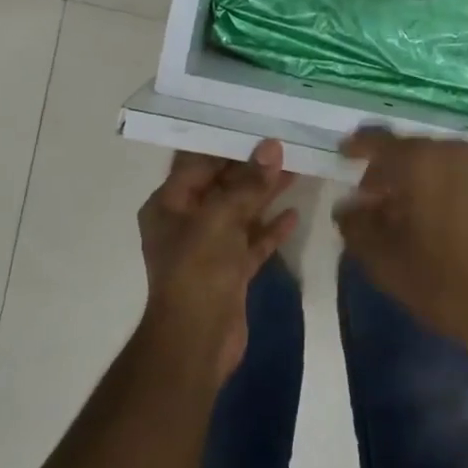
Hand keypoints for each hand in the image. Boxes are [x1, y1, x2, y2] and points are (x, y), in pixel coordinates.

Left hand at [137, 140, 297, 379]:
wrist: (197, 342)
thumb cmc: (198, 271)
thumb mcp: (221, 219)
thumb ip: (248, 183)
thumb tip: (272, 147)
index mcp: (169, 205)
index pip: (198, 164)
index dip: (228, 145)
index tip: (258, 125)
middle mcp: (186, 222)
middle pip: (222, 185)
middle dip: (253, 167)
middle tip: (286, 143)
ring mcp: (209, 247)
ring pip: (241, 211)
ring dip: (266, 193)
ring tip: (298, 169)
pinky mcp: (230, 270)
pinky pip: (252, 241)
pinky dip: (270, 228)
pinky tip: (294, 214)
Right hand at [334, 128, 467, 362]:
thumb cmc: (452, 286)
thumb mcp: (388, 265)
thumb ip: (357, 228)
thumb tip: (347, 207)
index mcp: (422, 162)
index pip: (379, 140)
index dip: (357, 146)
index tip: (344, 154)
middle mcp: (460, 152)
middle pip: (415, 151)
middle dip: (393, 171)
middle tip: (379, 200)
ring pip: (449, 165)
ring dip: (428, 182)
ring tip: (420, 215)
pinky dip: (460, 193)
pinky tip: (460, 226)